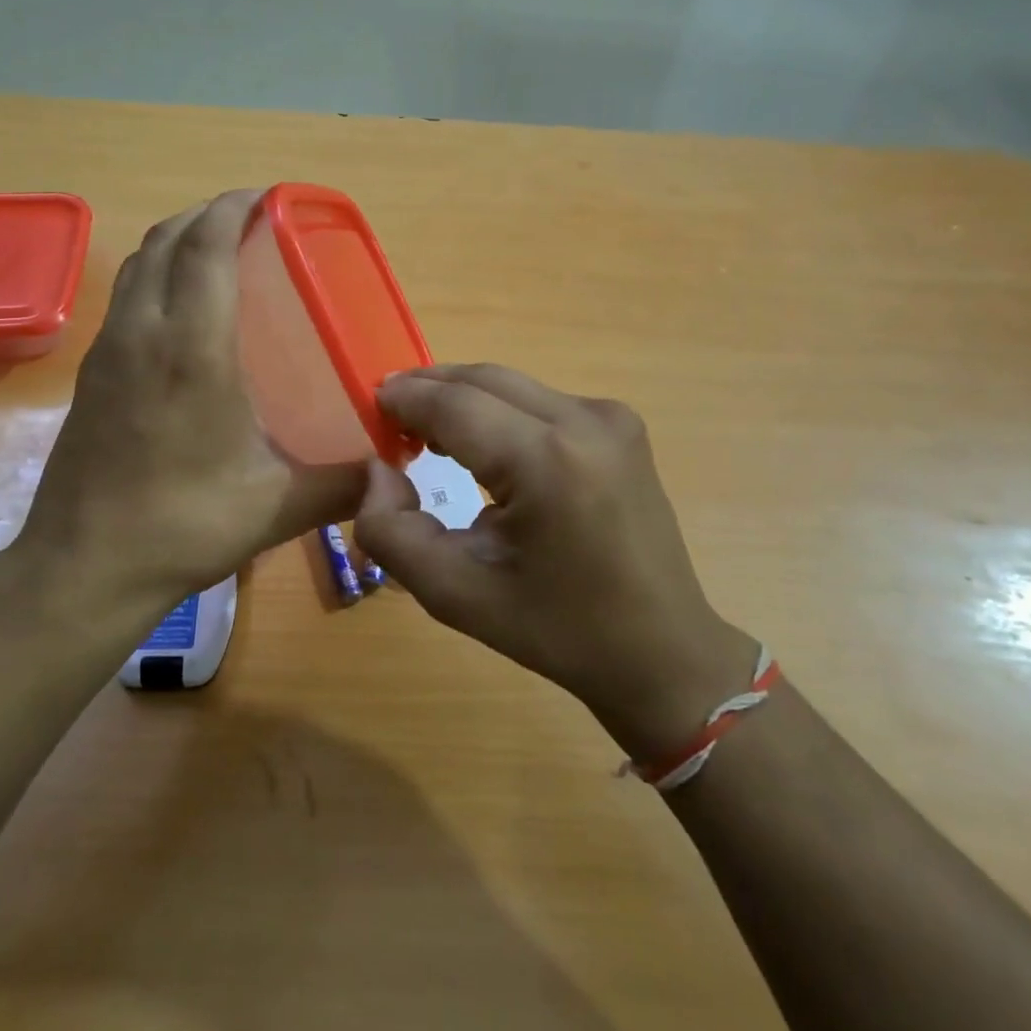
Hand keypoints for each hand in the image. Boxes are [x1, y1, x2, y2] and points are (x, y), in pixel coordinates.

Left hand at [13, 191, 364, 627]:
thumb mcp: (277, 507)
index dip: (234, 209)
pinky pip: (125, 297)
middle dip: (207, 214)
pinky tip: (182, 311)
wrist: (83, 568)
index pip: (206, 247)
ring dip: (177, 241)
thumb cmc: (182, 526)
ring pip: (139, 266)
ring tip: (217, 250)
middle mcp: (143, 334)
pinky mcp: (90, 375)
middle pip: (167, 240)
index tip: (268, 197)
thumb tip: (391, 474)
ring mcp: (107, 351)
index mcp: (191, 349)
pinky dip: (156, 276)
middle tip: (251, 219)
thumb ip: (342, 484)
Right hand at [354, 364, 756, 762]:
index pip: (455, 405)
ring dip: (463, 398)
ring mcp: (611, 418)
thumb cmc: (556, 630)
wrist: (661, 650)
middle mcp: (585, 421)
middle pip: (484, 380)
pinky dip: (498, 410)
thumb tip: (379, 470)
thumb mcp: (455, 595)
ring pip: (511, 385)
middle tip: (388, 415)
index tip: (369, 405)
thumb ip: (392, 533)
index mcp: (548, 462)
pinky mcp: (621, 425)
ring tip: (424, 430)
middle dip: (430, 389)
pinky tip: (480, 441)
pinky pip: (539, 400)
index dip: (406, 398)